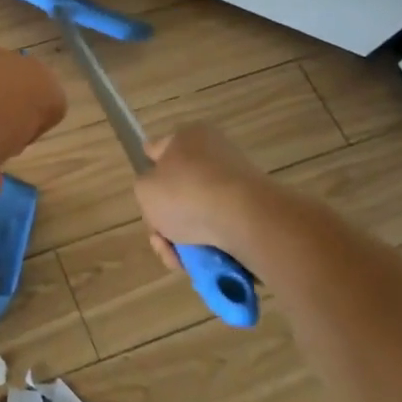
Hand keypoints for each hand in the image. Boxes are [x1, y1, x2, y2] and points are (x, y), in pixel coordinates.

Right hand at [134, 123, 281, 272]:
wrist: (247, 221)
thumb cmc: (187, 194)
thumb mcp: (145, 190)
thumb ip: (145, 189)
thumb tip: (162, 195)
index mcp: (188, 137)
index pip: (158, 150)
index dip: (149, 169)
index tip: (147, 194)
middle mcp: (215, 154)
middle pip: (180, 189)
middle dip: (167, 219)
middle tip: (160, 239)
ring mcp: (239, 183)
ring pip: (200, 214)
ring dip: (186, 239)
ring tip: (180, 258)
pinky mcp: (256, 212)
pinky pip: (223, 229)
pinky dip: (210, 246)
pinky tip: (202, 263)